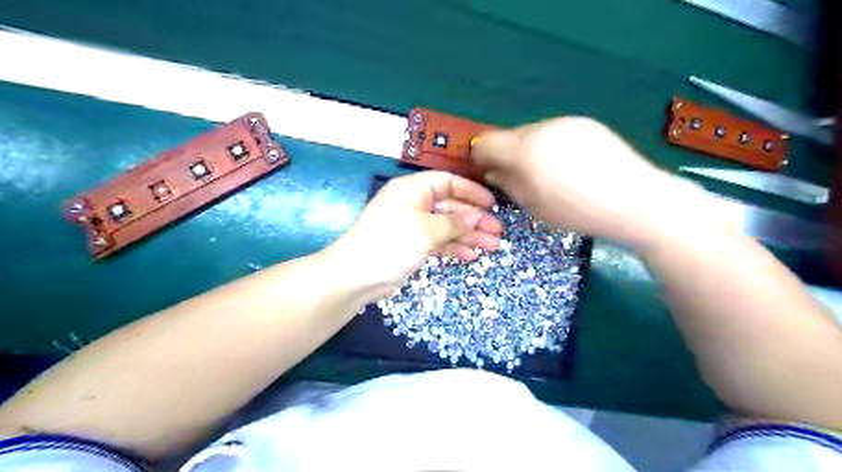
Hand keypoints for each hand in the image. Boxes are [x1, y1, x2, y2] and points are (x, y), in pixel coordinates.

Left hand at [326, 172, 498, 297]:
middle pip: (450, 207)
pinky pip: (438, 242)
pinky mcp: (412, 245)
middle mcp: (414, 204)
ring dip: (468, 236)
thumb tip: (477, 217)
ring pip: (446, 227)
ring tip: (492, 246)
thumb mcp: (427, 229)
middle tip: (497, 231)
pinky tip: (471, 255)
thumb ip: (454, 223)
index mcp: (413, 189)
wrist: (358, 275)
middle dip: (474, 219)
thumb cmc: (392, 242)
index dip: (471, 192)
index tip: (492, 203)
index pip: (447, 182)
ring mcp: (413, 226)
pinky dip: (453, 248)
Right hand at [471, 116, 719, 247]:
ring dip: (530, 149)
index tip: (487, 171)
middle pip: (510, 136)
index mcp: (525, 150)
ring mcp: (566, 122)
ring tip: (549, 173)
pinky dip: (552, 146)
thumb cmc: (577, 211)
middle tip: (520, 177)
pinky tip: (571, 165)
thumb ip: (507, 183)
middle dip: (507, 154)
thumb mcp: (533, 205)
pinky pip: (556, 132)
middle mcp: (542, 128)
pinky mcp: (586, 123)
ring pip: (533, 133)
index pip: (486, 142)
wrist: (635, 201)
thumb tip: (491, 171)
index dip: (481, 157)